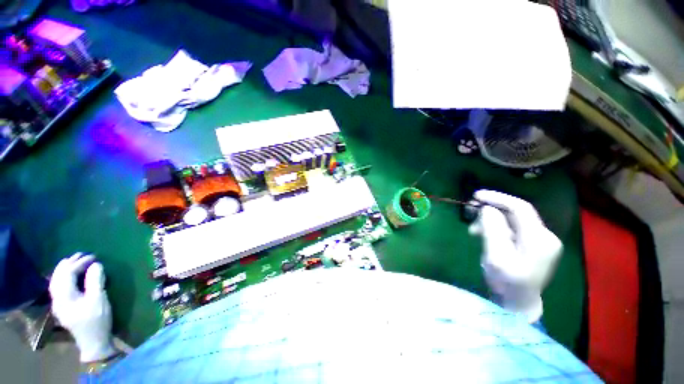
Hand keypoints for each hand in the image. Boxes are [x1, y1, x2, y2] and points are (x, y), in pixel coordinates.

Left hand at [49, 253, 116, 362]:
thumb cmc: (97, 320)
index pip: (68, 273)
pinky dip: (63, 277)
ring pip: (56, 281)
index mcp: (64, 296)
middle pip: (58, 276)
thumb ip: (95, 280)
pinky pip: (58, 287)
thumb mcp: (99, 299)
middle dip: (69, 263)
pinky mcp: (62, 307)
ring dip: (65, 269)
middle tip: (82, 254)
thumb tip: (95, 264)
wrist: (94, 341)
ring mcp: (58, 303)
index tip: (94, 256)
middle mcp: (57, 298)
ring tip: (74, 261)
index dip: (80, 263)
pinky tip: (69, 276)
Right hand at [468, 190, 561, 322]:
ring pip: (512, 220)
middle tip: (470, 213)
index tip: (476, 196)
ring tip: (474, 231)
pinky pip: (512, 228)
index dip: (497, 198)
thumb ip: (492, 230)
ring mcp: (541, 240)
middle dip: (491, 210)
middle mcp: (545, 236)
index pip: (520, 208)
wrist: (517, 303)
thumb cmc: (506, 283)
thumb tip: (487, 208)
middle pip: (516, 213)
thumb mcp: (495, 256)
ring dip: (491, 221)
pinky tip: (485, 235)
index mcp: (539, 239)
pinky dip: (496, 228)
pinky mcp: (534, 244)